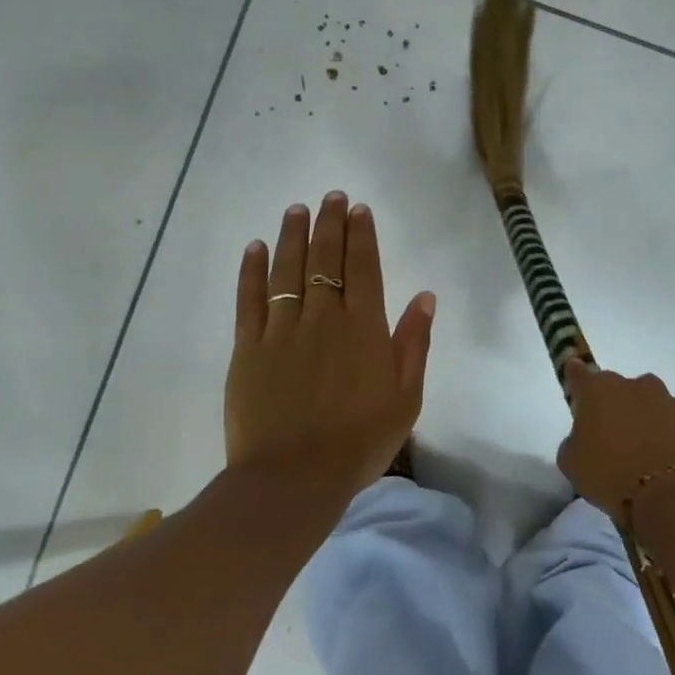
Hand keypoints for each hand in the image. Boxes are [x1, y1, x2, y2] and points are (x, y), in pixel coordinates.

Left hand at [225, 193, 435, 500]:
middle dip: (330, 224)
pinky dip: (252, 271)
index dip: (362, 235)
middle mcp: (324, 318)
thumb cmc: (360, 441)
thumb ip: (414, 343)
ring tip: (297, 209)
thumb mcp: (406, 397)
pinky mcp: (249, 348)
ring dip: (293, 236)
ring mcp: (282, 330)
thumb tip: (425, 296)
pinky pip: (250, 300)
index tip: (359, 210)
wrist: (294, 478)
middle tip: (332, 196)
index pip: (364, 268)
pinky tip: (255, 248)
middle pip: (326, 259)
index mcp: (364, 328)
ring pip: (288, 270)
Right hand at [558, 361, 674, 514]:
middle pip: (616, 389)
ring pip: (646, 403)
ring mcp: (666, 400)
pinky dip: (663, 435)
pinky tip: (659, 459)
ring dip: (640, 417)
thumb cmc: (609, 474)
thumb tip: (586, 437)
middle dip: (611, 406)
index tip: (574, 388)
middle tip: (607, 436)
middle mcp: (633, 385)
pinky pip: (668, 423)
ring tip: (637, 451)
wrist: (667, 495)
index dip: (574, 378)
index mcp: (598, 388)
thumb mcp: (571, 463)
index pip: (579, 373)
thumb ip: (574, 440)